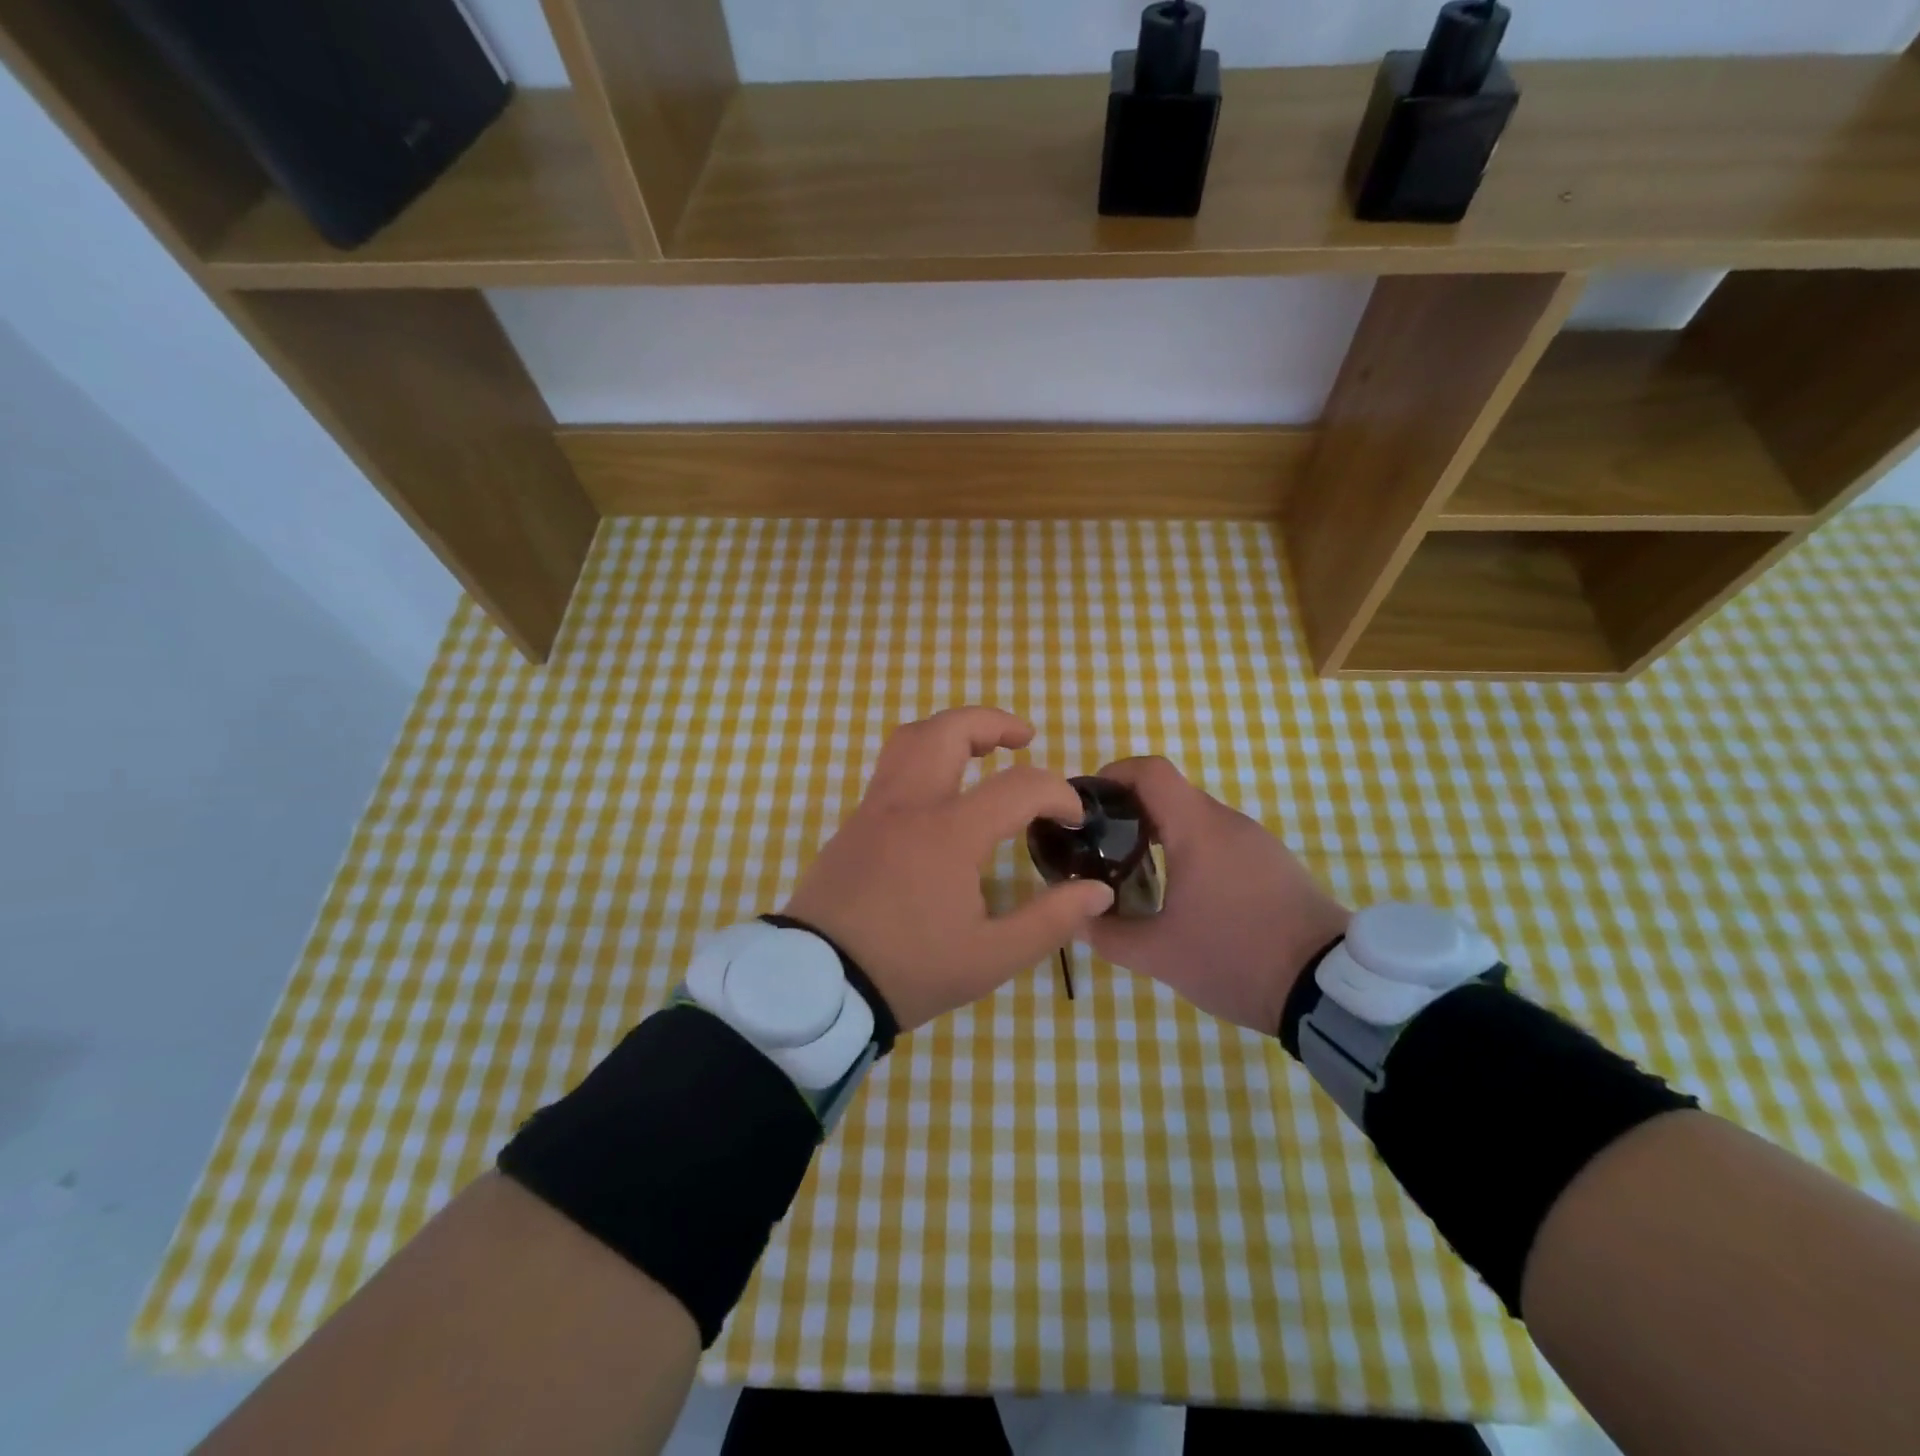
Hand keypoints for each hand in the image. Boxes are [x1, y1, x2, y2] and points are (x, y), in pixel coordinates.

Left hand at [783, 707, 1115, 1031]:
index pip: (1018, 787)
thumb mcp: (991, 958)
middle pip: (949, 730)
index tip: (1072, 818)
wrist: (816, 985)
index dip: (1057, 793)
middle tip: (1024, 738)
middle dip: (993, 722)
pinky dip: (924, 760)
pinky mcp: (853, 824)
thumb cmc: (908, 970)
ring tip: (981, 751)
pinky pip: (891, 770)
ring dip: (952, 731)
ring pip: (910, 739)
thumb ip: (1050, 921)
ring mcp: (874, 809)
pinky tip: (940, 797)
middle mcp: (909, 805)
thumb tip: (1097, 891)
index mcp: (949, 834)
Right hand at [1083, 756, 1349, 1034]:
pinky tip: (1186, 894)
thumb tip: (1076, 918)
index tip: (1089, 803)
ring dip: (1163, 834)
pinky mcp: (1276, 863)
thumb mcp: (1159, 954)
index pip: (1150, 771)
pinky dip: (1193, 851)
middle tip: (1102, 847)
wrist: (1329, 989)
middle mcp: (1229, 822)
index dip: (1113, 774)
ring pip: (1197, 819)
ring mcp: (1258, 841)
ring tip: (1138, 872)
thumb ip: (1107, 934)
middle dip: (1131, 812)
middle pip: (1171, 794)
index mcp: (1198, 829)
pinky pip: (1223, 841)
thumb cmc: (1235, 957)